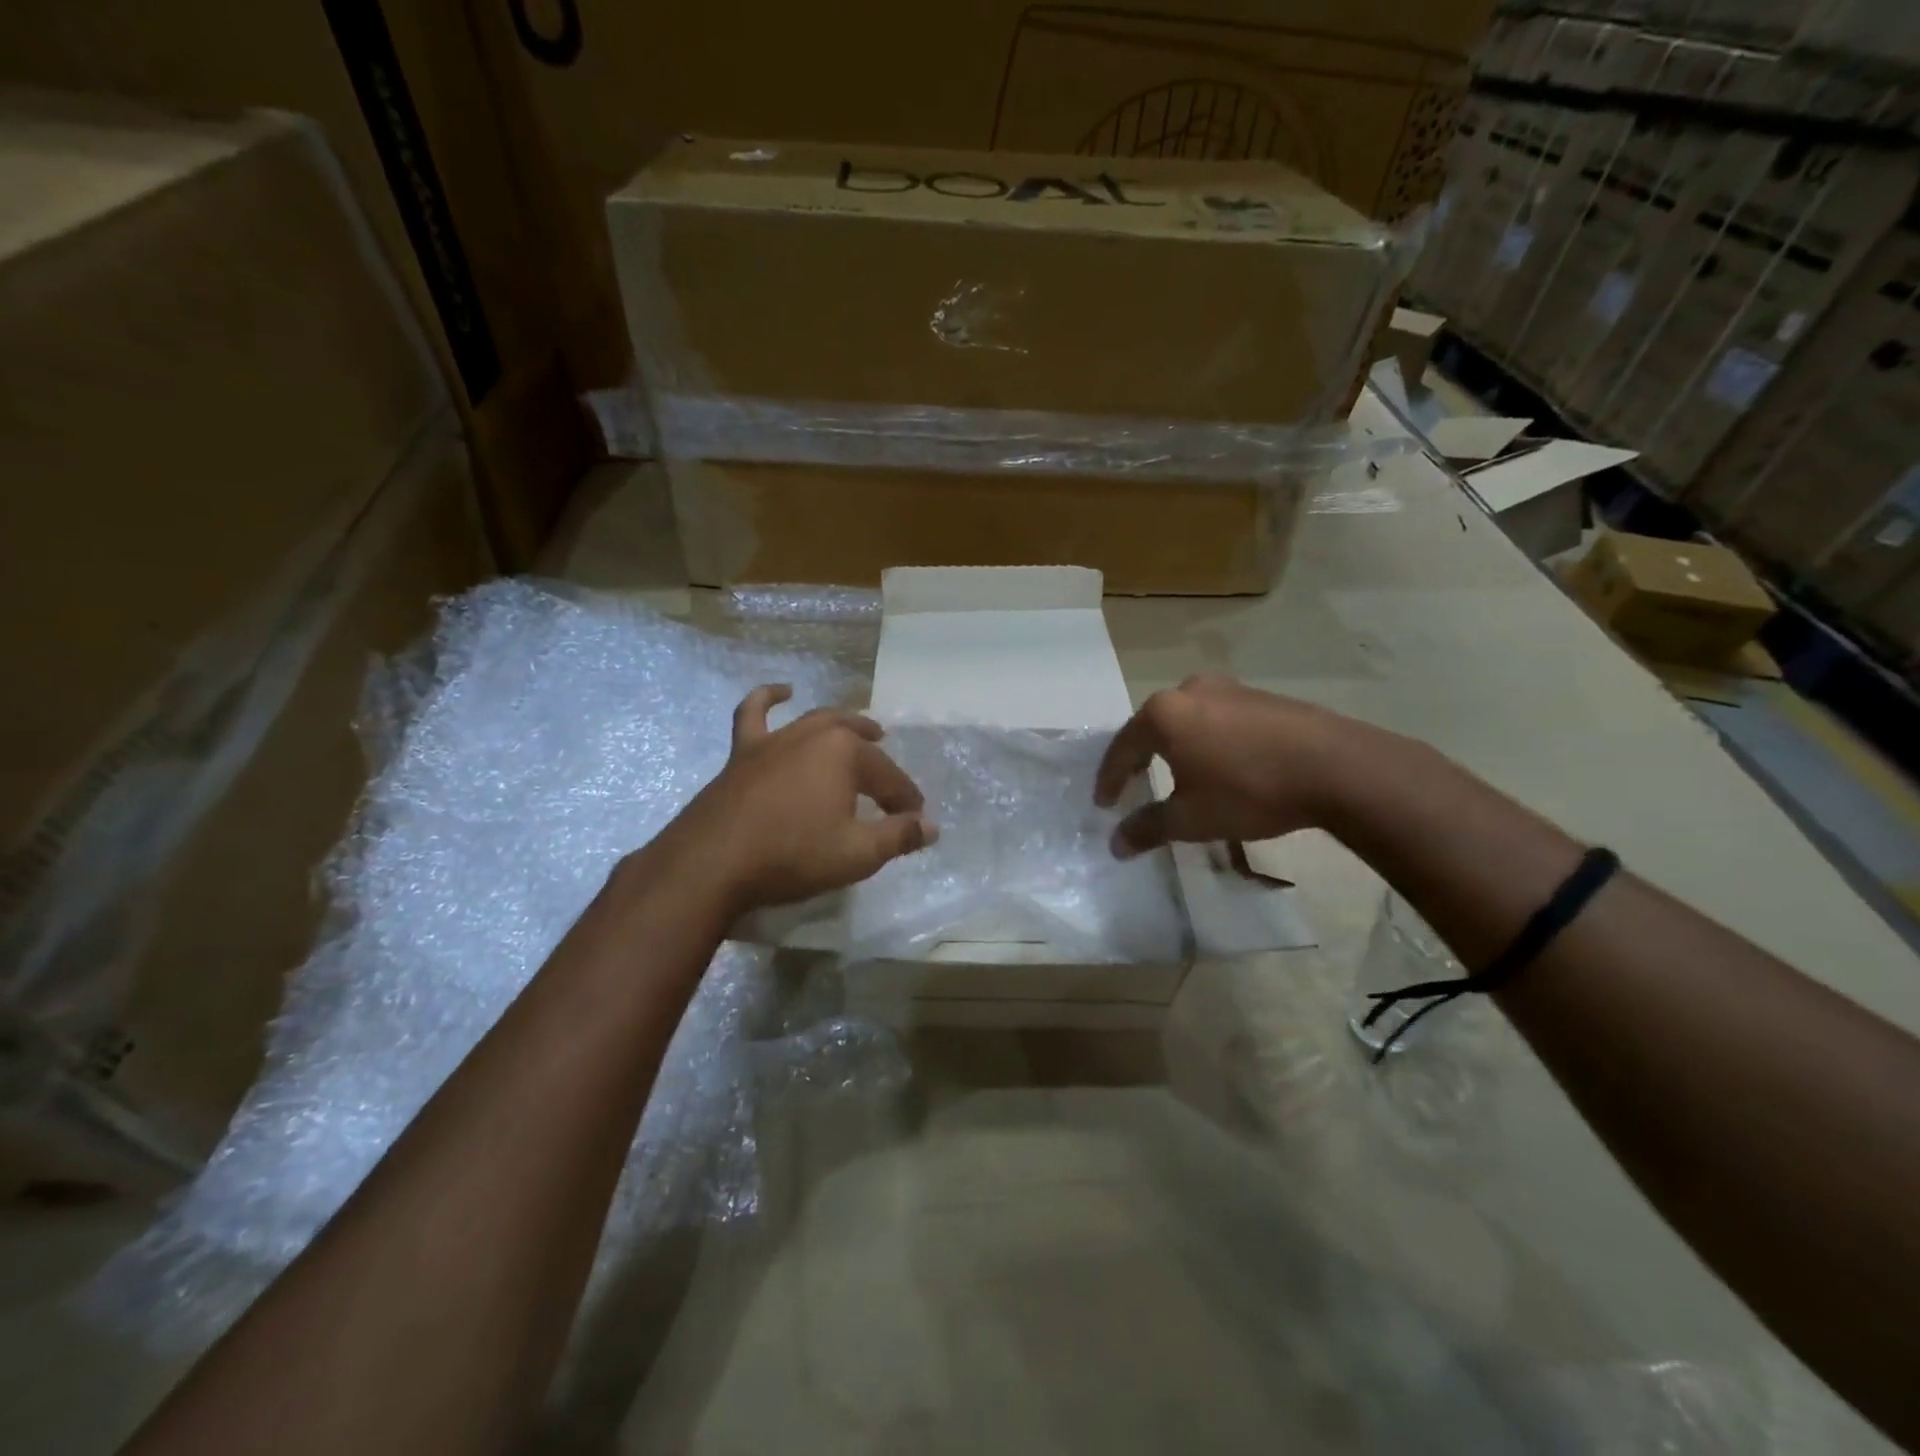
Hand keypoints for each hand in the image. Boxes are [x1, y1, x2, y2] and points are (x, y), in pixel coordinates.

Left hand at [660, 685, 936, 915]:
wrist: (712, 862)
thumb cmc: (792, 855)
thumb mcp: (857, 854)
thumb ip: (898, 836)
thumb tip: (930, 826)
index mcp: (846, 754)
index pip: (889, 777)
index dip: (905, 801)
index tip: (916, 821)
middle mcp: (813, 735)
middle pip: (857, 742)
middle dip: (880, 760)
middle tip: (893, 780)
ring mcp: (775, 740)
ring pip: (817, 722)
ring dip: (845, 725)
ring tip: (863, 729)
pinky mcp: (743, 752)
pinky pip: (755, 714)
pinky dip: (769, 698)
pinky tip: (782, 691)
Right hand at [1094, 674, 1368, 856]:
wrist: (1337, 768)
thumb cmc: (1249, 790)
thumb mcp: (1191, 818)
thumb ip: (1147, 828)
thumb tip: (1115, 845)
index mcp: (1164, 713)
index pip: (1122, 747)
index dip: (1109, 779)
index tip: (1103, 803)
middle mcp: (1191, 690)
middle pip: (1153, 727)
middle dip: (1141, 758)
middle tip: (1134, 785)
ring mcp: (1230, 688)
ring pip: (1188, 721)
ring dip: (1177, 748)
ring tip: (1177, 776)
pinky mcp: (1263, 697)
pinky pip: (1219, 719)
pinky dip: (1208, 742)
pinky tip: (1220, 765)